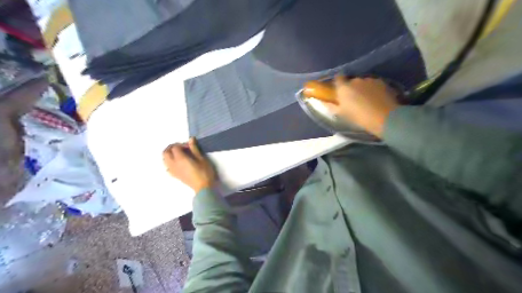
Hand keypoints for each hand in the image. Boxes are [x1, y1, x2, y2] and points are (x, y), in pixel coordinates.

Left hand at [163, 137, 216, 193]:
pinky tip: (177, 163)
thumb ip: (194, 149)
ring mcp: (173, 171)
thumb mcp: (202, 159)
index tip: (189, 146)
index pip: (175, 147)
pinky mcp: (175, 176)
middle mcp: (174, 164)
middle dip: (171, 147)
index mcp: (180, 159)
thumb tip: (191, 139)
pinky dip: (170, 163)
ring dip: (169, 154)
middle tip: (181, 147)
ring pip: (165, 160)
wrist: (203, 187)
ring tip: (178, 154)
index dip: (181, 144)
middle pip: (166, 153)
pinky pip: (168, 167)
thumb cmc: (205, 172)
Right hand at [323, 77, 400, 138]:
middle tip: (354, 98)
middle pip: (351, 81)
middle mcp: (356, 80)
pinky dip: (373, 89)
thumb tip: (322, 101)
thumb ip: (331, 106)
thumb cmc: (359, 117)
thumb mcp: (341, 114)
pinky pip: (374, 84)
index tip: (339, 89)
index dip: (338, 82)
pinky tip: (376, 98)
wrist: (384, 117)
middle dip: (351, 87)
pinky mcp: (382, 82)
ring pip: (363, 82)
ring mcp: (370, 80)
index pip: (338, 78)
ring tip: (367, 99)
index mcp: (344, 87)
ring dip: (363, 88)